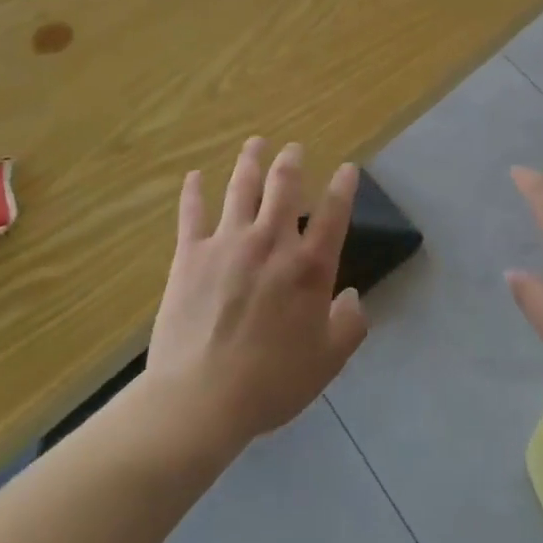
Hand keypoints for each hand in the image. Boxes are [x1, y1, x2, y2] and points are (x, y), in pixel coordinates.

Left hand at [149, 138, 367, 447]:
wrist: (200, 399)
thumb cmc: (271, 382)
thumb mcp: (327, 361)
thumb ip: (349, 324)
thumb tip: (352, 296)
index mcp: (308, 266)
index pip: (334, 213)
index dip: (344, 186)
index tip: (348, 168)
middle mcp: (271, 242)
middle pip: (284, 186)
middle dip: (292, 161)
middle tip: (294, 148)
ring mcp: (228, 243)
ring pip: (242, 188)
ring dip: (250, 161)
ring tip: (255, 143)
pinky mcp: (191, 255)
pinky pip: (192, 214)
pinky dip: (193, 192)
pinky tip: (194, 176)